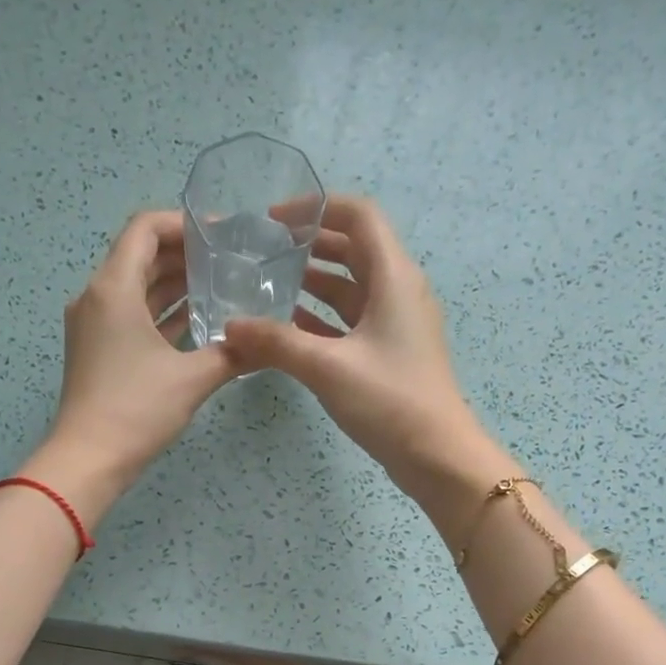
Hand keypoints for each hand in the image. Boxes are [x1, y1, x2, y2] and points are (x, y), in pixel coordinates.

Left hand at [27, 209, 241, 520]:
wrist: (89, 460)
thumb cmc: (136, 410)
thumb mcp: (192, 379)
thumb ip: (231, 354)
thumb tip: (265, 343)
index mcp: (113, 288)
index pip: (145, 229)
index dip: (184, 224)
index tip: (222, 234)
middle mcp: (97, 297)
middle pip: (140, 256)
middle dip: (184, 254)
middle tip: (229, 260)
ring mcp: (93, 326)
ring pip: (136, 289)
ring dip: (173, 284)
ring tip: (219, 286)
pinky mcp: (97, 352)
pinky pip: (131, 317)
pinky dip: (161, 313)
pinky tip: (195, 322)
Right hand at [222, 196, 515, 531]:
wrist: (435, 456)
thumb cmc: (389, 400)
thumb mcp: (327, 367)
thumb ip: (276, 343)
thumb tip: (230, 328)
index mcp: (394, 277)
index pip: (359, 216)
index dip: (317, 207)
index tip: (273, 220)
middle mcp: (398, 292)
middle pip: (353, 250)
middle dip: (309, 245)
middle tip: (264, 252)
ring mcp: (394, 326)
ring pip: (350, 290)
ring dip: (312, 285)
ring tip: (266, 287)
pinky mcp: (388, 355)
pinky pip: (349, 324)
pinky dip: (320, 321)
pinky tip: (287, 331)